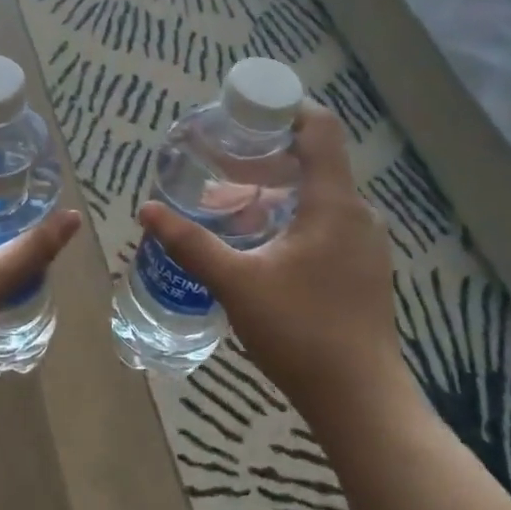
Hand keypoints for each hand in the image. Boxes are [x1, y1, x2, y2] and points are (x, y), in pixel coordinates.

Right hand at [138, 103, 407, 420]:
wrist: (360, 401)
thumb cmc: (301, 331)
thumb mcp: (236, 283)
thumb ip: (190, 242)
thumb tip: (147, 210)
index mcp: (334, 204)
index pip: (320, 128)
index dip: (284, 108)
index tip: (243, 111)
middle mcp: (356, 214)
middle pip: (313, 161)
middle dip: (265, 155)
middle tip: (219, 159)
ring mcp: (364, 244)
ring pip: (318, 196)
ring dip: (275, 190)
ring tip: (229, 202)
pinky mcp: (361, 269)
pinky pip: (325, 223)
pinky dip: (290, 217)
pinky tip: (257, 242)